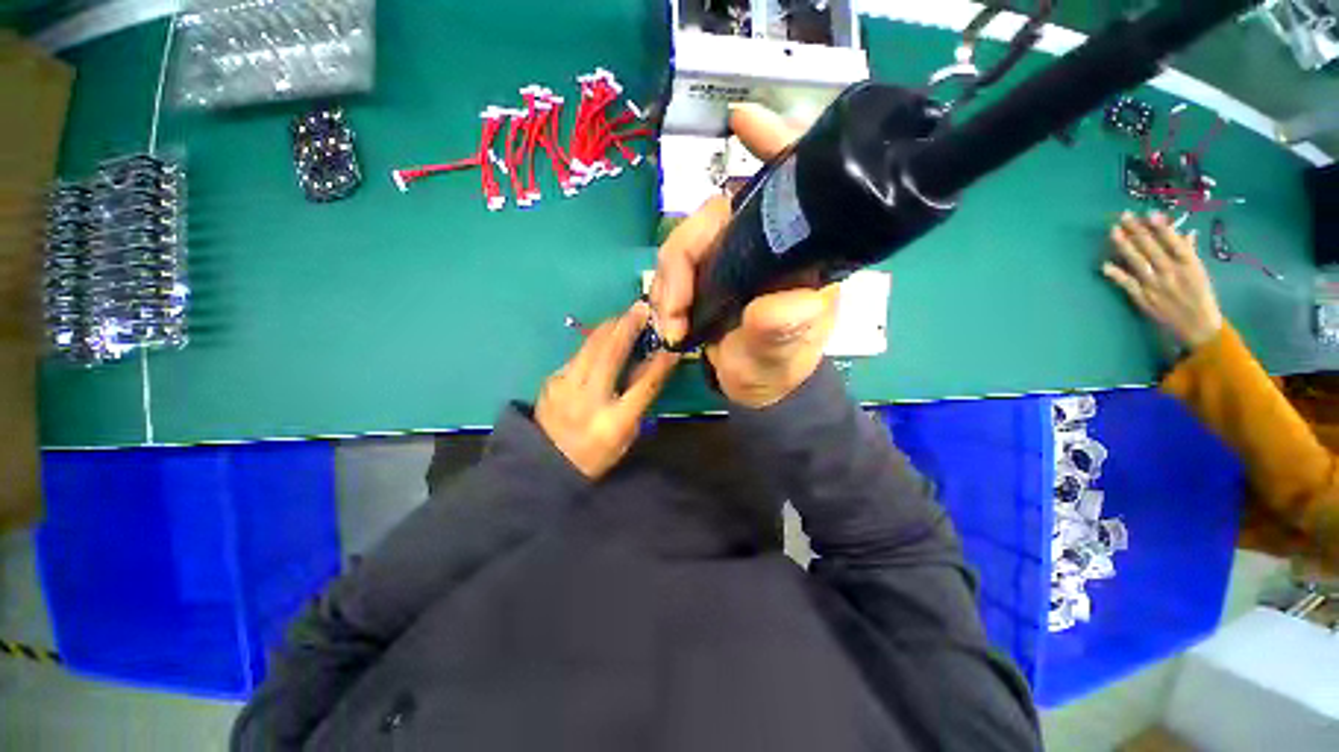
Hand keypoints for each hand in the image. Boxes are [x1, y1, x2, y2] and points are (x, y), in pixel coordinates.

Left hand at [536, 302, 678, 478]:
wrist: (548, 460)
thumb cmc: (597, 451)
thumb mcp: (626, 434)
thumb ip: (638, 398)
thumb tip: (649, 363)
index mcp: (613, 424)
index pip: (643, 387)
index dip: (659, 364)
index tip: (670, 345)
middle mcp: (588, 402)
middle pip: (610, 356)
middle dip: (628, 328)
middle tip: (642, 308)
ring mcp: (565, 388)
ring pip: (590, 347)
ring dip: (610, 327)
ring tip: (625, 315)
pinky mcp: (552, 379)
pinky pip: (578, 353)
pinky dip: (595, 341)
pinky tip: (604, 336)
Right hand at [650, 103, 839, 407]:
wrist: (756, 385)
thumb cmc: (780, 364)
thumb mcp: (786, 350)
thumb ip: (783, 327)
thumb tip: (770, 304)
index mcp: (796, 250)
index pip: (792, 184)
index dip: (773, 144)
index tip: (743, 121)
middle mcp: (762, 242)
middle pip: (712, 215)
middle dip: (682, 256)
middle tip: (673, 306)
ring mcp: (728, 257)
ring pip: (683, 242)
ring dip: (666, 282)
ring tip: (669, 324)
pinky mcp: (704, 275)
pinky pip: (672, 268)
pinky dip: (661, 293)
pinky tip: (666, 321)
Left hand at [1103, 212, 1223, 349]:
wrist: (1198, 326)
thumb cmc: (1201, 296)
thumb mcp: (1200, 272)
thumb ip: (1190, 253)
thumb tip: (1186, 232)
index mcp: (1190, 264)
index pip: (1173, 241)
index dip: (1161, 226)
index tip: (1149, 212)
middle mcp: (1172, 272)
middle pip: (1152, 248)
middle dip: (1137, 230)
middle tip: (1124, 215)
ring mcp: (1156, 285)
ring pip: (1138, 261)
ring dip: (1124, 246)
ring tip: (1113, 231)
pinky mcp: (1143, 298)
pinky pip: (1127, 284)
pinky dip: (1116, 274)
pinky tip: (1105, 265)